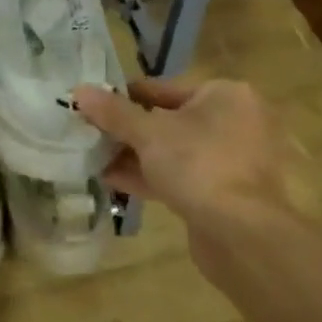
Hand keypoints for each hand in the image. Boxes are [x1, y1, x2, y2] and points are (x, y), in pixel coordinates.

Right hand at [73, 77, 299, 257]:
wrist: (241, 233)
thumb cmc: (198, 165)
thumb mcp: (148, 133)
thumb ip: (114, 112)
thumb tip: (80, 91)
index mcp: (225, 95)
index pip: (165, 87)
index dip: (125, 96)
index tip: (94, 104)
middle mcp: (235, 122)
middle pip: (169, 119)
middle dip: (128, 129)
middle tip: (90, 132)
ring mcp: (232, 160)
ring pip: (174, 151)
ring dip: (135, 155)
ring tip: (93, 156)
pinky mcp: (224, 193)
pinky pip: (181, 176)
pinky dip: (150, 176)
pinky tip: (111, 180)